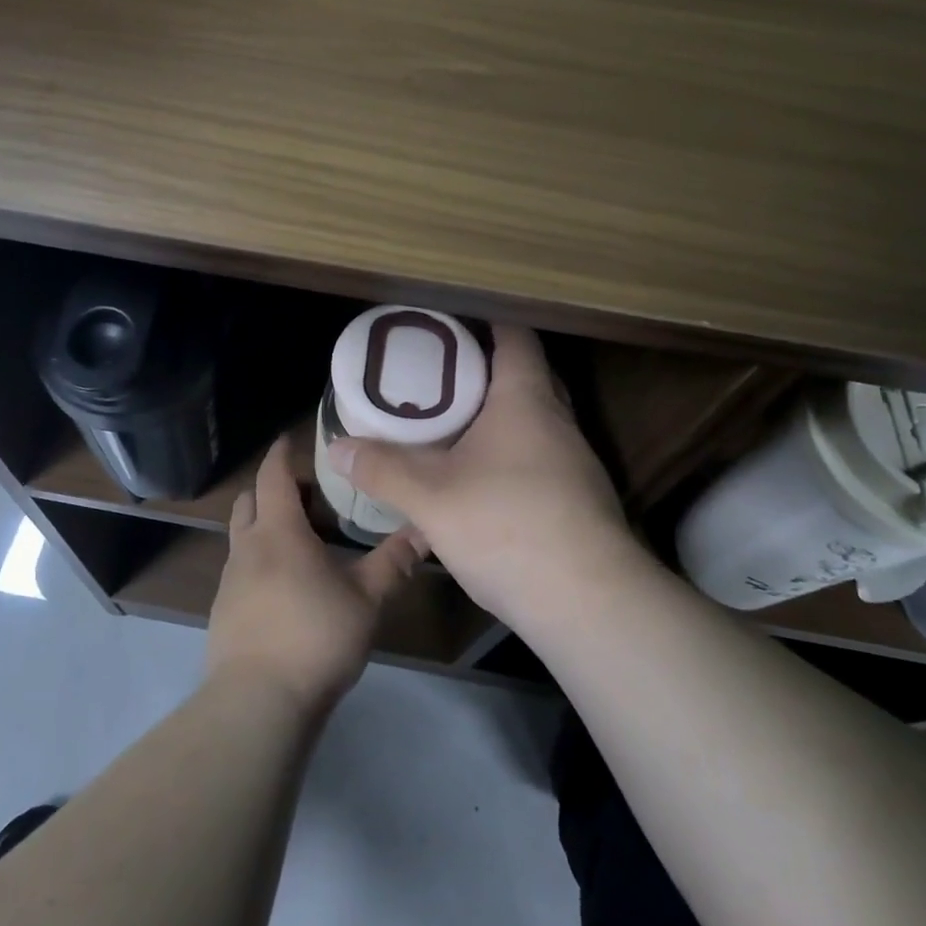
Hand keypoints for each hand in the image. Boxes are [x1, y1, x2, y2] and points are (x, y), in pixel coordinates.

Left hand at [206, 435, 420, 713]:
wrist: (257, 702)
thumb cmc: (315, 637)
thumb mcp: (367, 599)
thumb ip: (395, 562)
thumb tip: (425, 529)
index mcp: (279, 531)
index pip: (273, 475)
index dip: (282, 454)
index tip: (291, 439)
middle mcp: (247, 546)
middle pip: (250, 500)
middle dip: (272, 489)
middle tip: (308, 496)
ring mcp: (229, 580)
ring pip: (242, 535)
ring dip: (264, 526)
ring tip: (301, 542)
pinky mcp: (222, 610)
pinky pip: (239, 568)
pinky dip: (259, 560)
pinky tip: (285, 586)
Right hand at [324, 324, 635, 629]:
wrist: (589, 604)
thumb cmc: (507, 526)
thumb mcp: (430, 497)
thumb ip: (382, 469)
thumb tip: (336, 447)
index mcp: (525, 400)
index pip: (515, 338)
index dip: (486, 322)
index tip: (450, 323)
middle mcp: (557, 422)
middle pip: (526, 377)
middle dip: (486, 370)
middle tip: (439, 376)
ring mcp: (574, 464)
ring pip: (533, 422)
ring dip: (497, 419)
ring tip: (451, 427)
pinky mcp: (578, 501)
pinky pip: (539, 459)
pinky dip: (509, 457)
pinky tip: (479, 483)